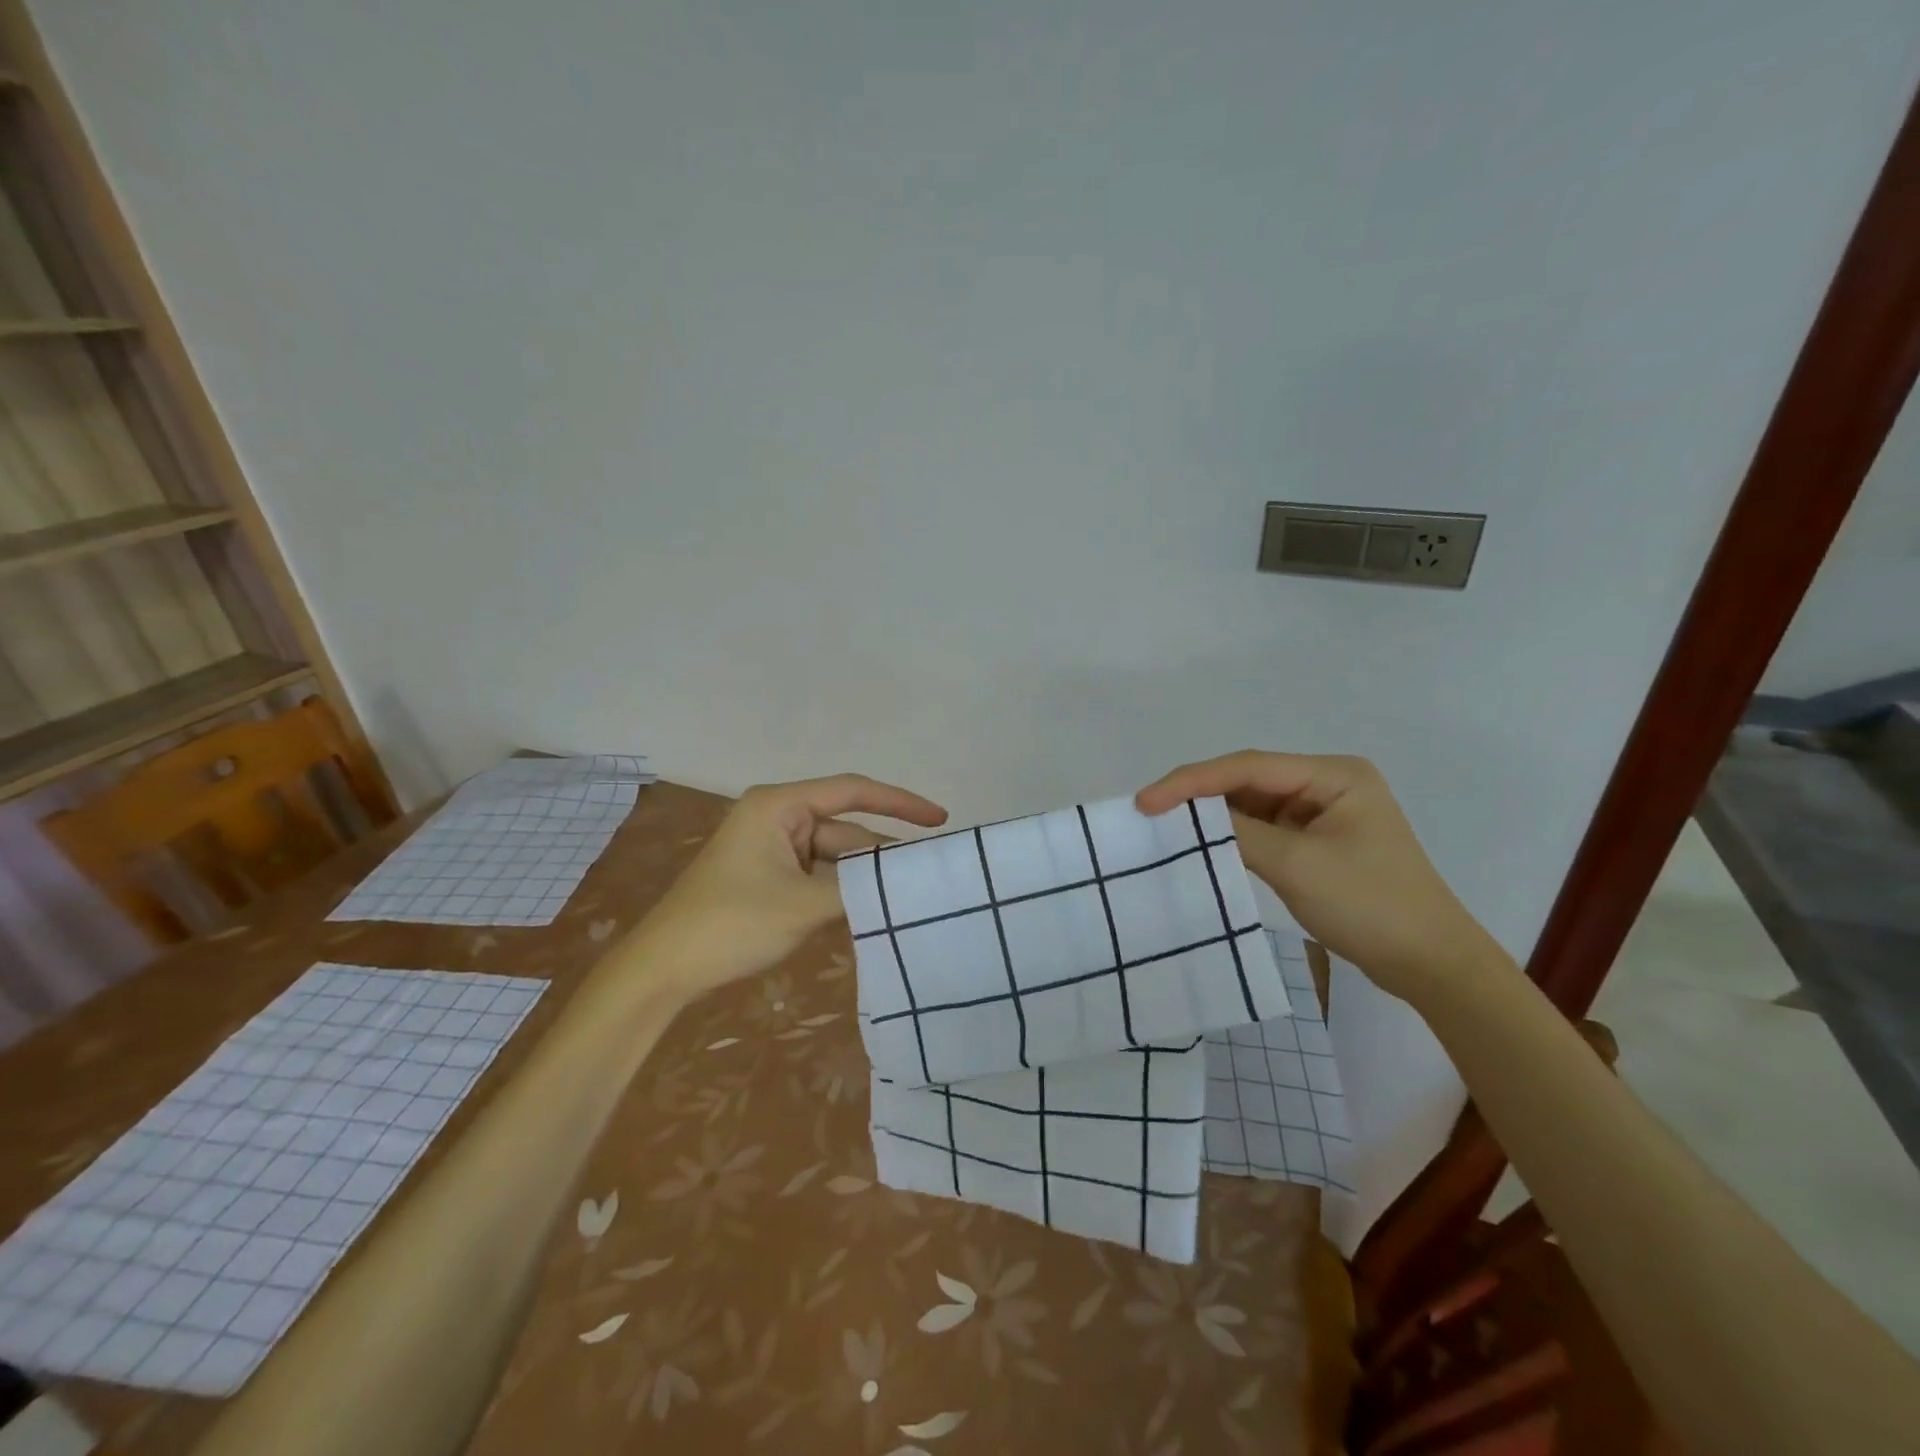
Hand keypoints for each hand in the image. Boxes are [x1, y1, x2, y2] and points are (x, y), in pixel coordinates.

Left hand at [623, 774, 947, 1002]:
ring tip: (906, 900)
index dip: (900, 802)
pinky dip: (842, 891)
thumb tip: (905, 882)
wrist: (663, 970)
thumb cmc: (730, 924)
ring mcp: (772, 848)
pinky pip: (818, 875)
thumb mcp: (802, 905)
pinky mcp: (769, 876)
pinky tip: (870, 911)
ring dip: (862, 878)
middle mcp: (777, 817)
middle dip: (881, 854)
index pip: (852, 791)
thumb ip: (859, 889)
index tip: (940, 819)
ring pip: (834, 856)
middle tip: (928, 877)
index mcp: (779, 805)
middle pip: (846, 828)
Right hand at [1136, 751, 1506, 1004]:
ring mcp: (1322, 814)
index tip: (1146, 800)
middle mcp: (1327, 784)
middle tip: (1148, 810)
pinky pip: (1263, 829)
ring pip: (1252, 804)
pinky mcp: (1316, 842)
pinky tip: (1203, 843)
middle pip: (1247, 780)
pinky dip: (1232, 836)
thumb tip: (1186, 815)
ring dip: (1212, 815)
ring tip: (1164, 824)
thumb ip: (1239, 832)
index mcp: (1334, 775)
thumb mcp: (1298, 865)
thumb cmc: (1371, 906)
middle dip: (1198, 794)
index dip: (1191, 780)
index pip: (1248, 767)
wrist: (1432, 965)